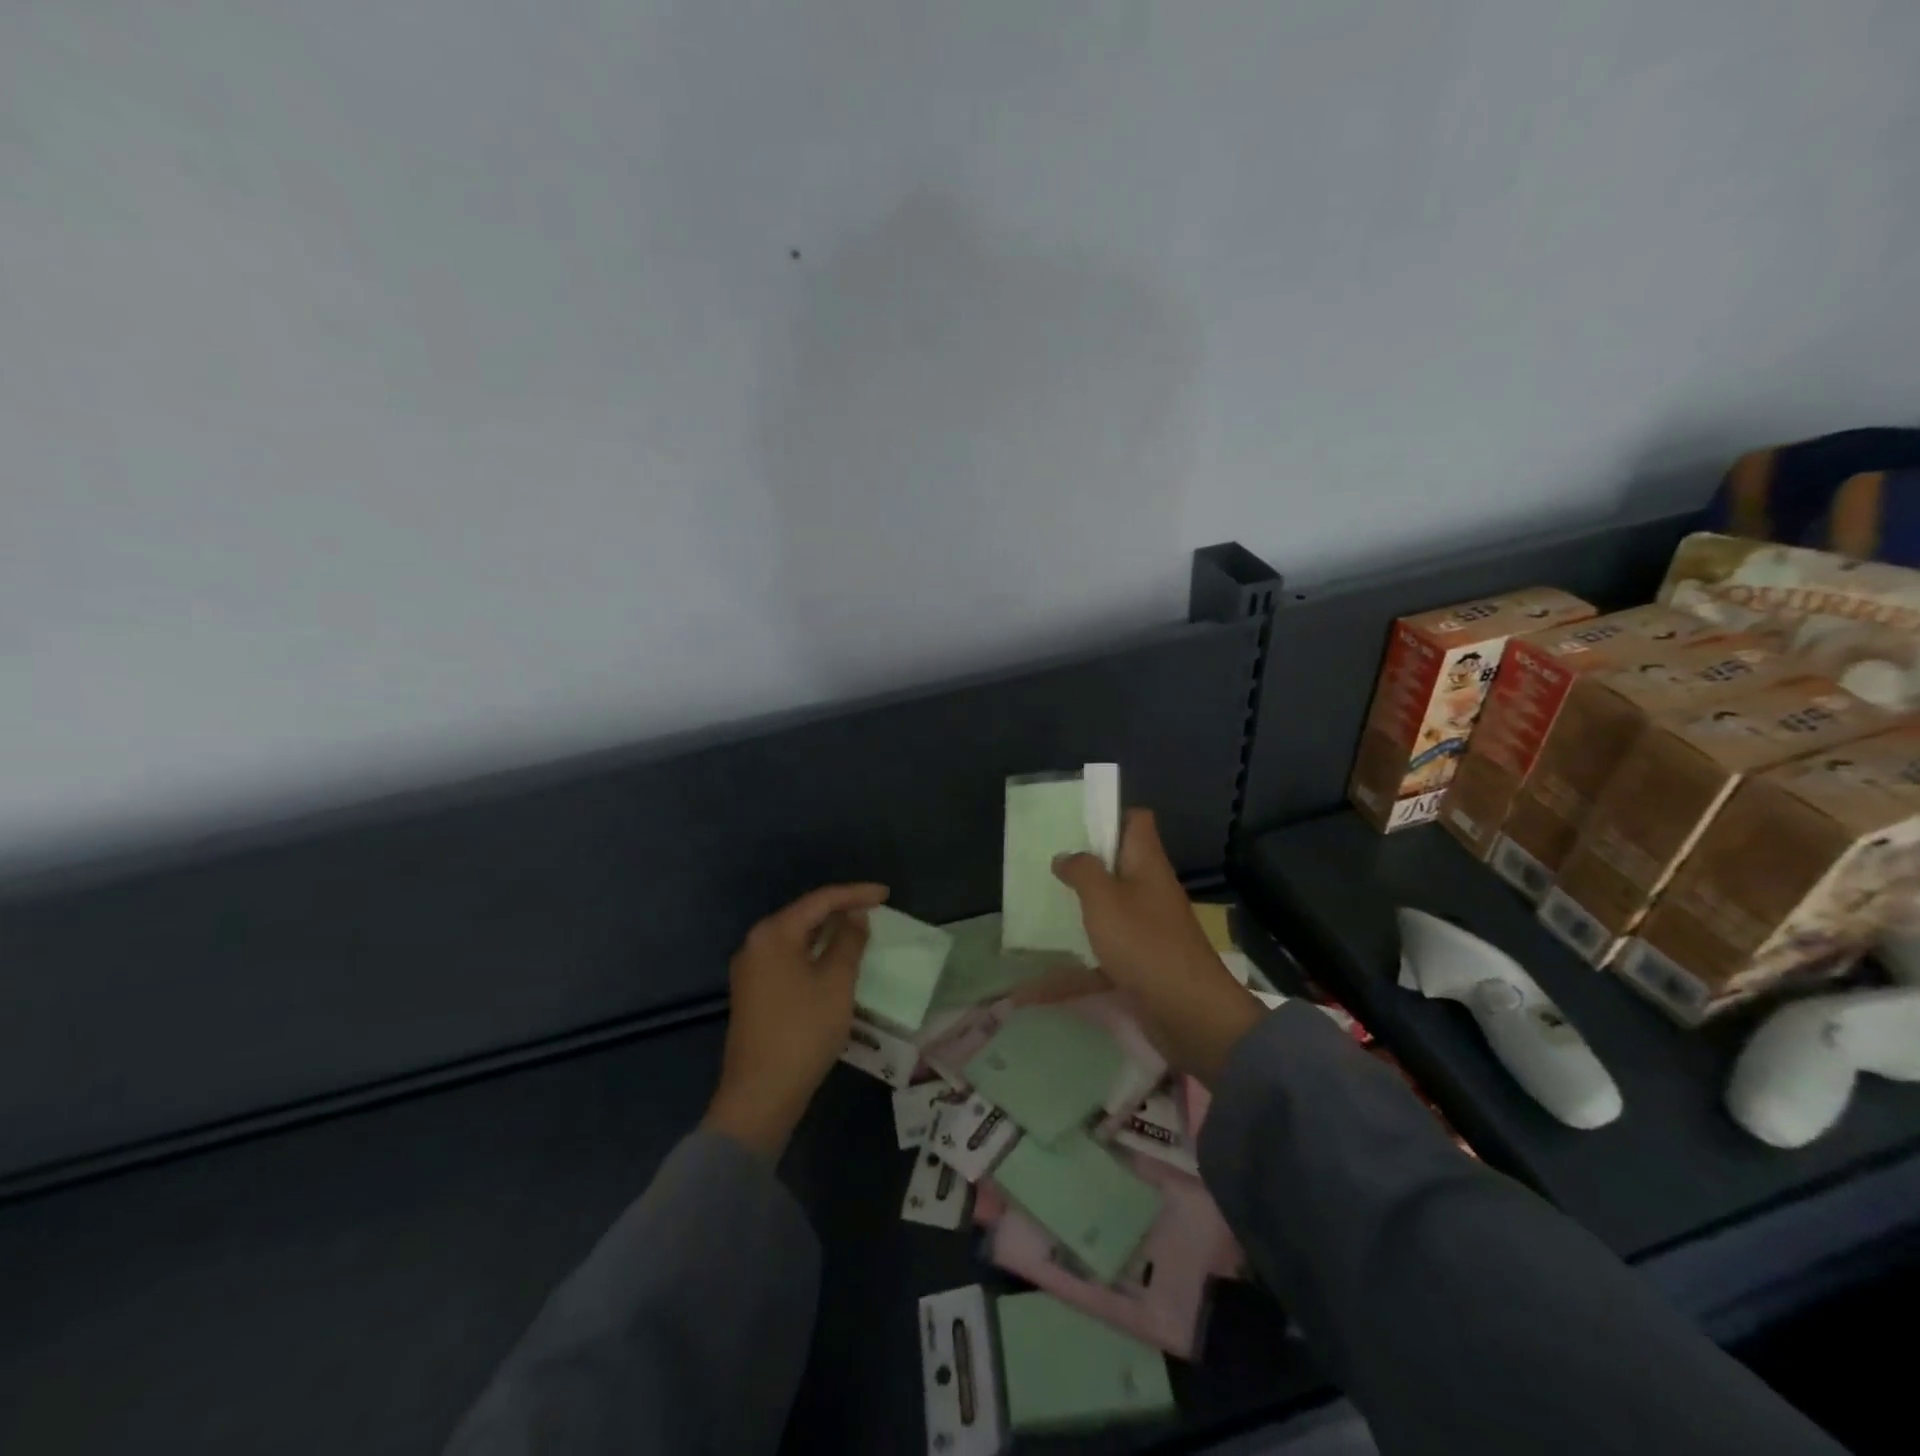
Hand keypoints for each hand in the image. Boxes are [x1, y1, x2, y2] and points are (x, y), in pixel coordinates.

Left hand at [702, 881, 889, 1156]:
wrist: (760, 1094)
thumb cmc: (803, 1031)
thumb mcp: (836, 982)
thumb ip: (848, 941)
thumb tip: (855, 916)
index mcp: (773, 933)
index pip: (820, 900)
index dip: (855, 894)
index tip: (886, 894)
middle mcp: (756, 944)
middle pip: (805, 915)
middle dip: (841, 911)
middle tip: (875, 911)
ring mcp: (752, 970)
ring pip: (797, 938)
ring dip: (829, 933)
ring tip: (861, 932)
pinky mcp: (755, 993)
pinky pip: (790, 958)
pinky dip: (815, 954)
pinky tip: (835, 961)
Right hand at [1043, 809, 1264, 1081]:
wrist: (1190, 1014)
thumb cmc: (1145, 943)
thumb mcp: (1104, 899)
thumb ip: (1082, 871)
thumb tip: (1065, 855)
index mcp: (1147, 864)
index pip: (1136, 821)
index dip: (1110, 815)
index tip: (1075, 824)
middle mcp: (1149, 891)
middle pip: (1118, 865)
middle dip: (1083, 866)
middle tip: (1046, 867)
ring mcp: (1147, 929)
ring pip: (1107, 910)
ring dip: (1078, 912)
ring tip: (1039, 910)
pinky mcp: (1141, 963)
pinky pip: (1102, 957)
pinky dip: (1073, 969)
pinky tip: (1035, 987)